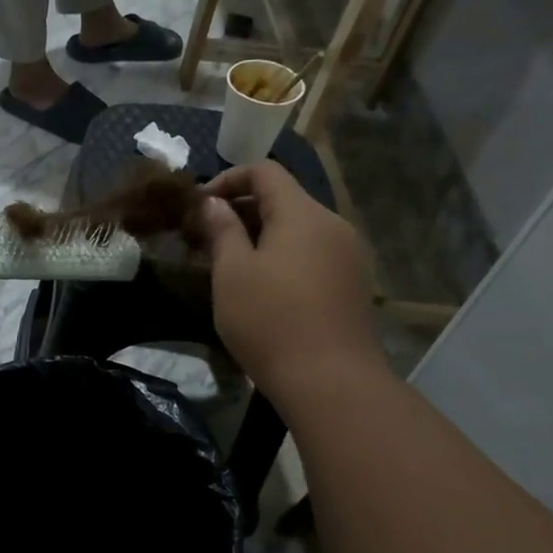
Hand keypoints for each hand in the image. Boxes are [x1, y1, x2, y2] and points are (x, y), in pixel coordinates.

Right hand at [197, 162, 381, 401]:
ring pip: (298, 228)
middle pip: (284, 198)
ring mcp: (348, 255)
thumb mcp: (232, 273)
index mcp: (302, 213)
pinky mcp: (353, 283)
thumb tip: (213, 203)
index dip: (228, 179)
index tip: (199, 206)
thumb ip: (222, 229)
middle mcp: (332, 224)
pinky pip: (312, 252)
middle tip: (206, 236)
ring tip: (230, 262)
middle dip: (241, 209)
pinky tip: (263, 285)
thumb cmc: (270, 321)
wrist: (330, 381)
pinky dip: (284, 254)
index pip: (265, 171)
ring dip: (262, 234)